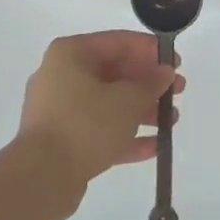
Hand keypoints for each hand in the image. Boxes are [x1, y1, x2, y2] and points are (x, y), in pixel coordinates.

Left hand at [17, 31, 184, 204]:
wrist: (41, 178)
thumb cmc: (85, 124)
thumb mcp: (126, 100)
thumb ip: (150, 84)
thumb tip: (165, 73)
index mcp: (71, 53)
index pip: (118, 42)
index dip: (150, 51)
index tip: (176, 63)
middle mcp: (62, 75)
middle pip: (114, 72)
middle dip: (148, 84)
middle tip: (177, 93)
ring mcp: (60, 109)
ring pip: (108, 103)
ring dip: (141, 111)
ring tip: (171, 122)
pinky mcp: (62, 140)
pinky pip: (99, 130)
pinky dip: (125, 135)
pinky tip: (154, 146)